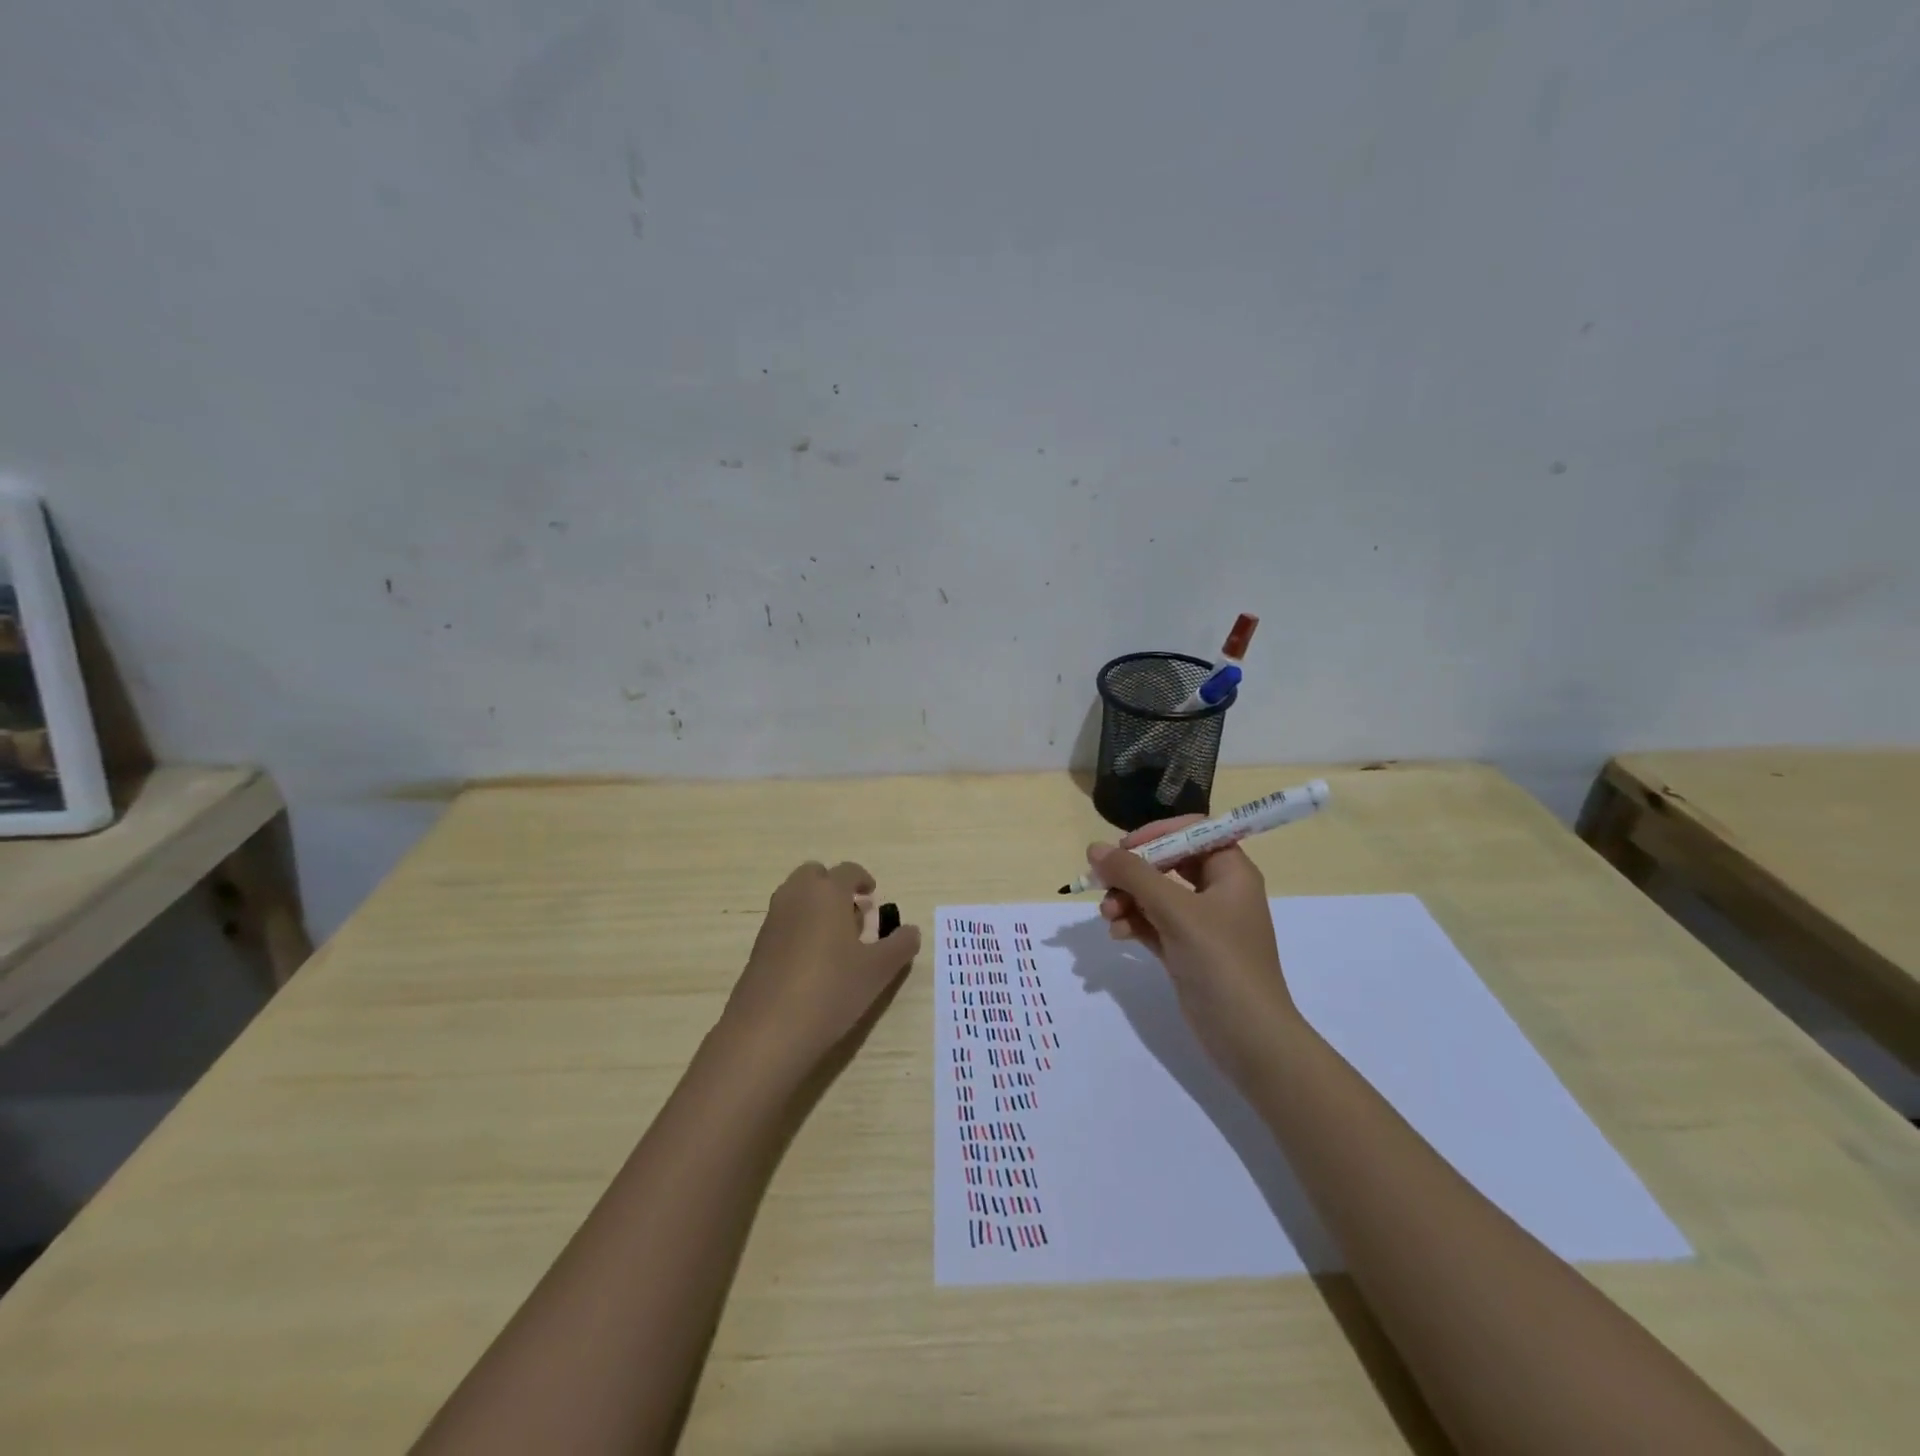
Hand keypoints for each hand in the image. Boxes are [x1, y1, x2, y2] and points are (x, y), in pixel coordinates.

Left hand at [718, 861, 921, 1082]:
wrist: (768, 1030)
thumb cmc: (831, 989)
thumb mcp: (878, 970)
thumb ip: (900, 946)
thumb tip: (911, 931)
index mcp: (827, 893)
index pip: (847, 871)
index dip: (863, 879)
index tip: (873, 895)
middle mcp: (796, 897)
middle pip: (814, 875)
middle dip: (833, 886)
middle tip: (852, 912)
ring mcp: (772, 921)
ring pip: (795, 897)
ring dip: (815, 906)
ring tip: (837, 939)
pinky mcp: (758, 947)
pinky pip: (783, 922)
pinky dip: (799, 927)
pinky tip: (814, 962)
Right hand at [1089, 821, 1298, 1085]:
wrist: (1248, 1038)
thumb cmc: (1221, 962)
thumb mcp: (1176, 911)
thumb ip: (1134, 875)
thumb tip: (1094, 848)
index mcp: (1231, 872)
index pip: (1192, 831)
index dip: (1157, 833)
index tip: (1124, 847)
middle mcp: (1218, 891)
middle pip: (1168, 862)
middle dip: (1133, 871)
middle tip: (1103, 882)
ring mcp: (1202, 923)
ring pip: (1156, 894)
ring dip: (1127, 898)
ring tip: (1107, 915)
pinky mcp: (1186, 949)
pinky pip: (1153, 922)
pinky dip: (1134, 922)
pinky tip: (1117, 934)